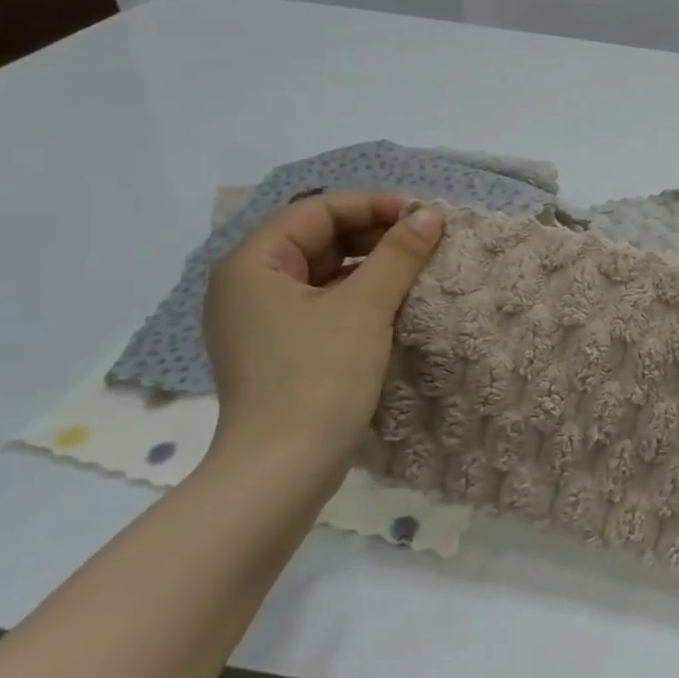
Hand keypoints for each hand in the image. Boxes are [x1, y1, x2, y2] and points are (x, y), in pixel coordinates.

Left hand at [203, 191, 443, 486]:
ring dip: (371, 264)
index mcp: (253, 264)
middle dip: (374, 233)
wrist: (282, 473)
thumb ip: (400, 253)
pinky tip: (396, 301)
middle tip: (426, 238)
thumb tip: (431, 214)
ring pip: (323, 272)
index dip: (373, 204)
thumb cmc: (318, 377)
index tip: (422, 213)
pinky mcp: (279, 349)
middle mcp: (248, 285)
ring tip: (419, 266)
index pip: (317, 211)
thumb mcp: (365, 307)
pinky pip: (322, 303)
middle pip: (318, 238)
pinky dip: (359, 295)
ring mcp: (260, 321)